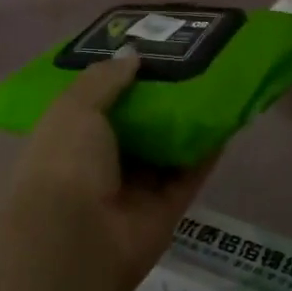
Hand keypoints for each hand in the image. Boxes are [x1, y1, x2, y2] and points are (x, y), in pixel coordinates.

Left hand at [0, 51, 215, 290]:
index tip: (144, 52)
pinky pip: (190, 174)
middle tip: (188, 62)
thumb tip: (133, 56)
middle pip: (135, 127)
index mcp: (67, 141)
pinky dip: (207, 151)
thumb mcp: (74, 108)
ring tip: (214, 82)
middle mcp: (99, 165)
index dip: (116, 80)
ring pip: (166, 149)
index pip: (93, 106)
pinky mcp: (165, 209)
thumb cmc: (65, 164)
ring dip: (186, 122)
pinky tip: (226, 119)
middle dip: (158, 98)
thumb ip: (104, 79)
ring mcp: (133, 190)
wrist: (76, 239)